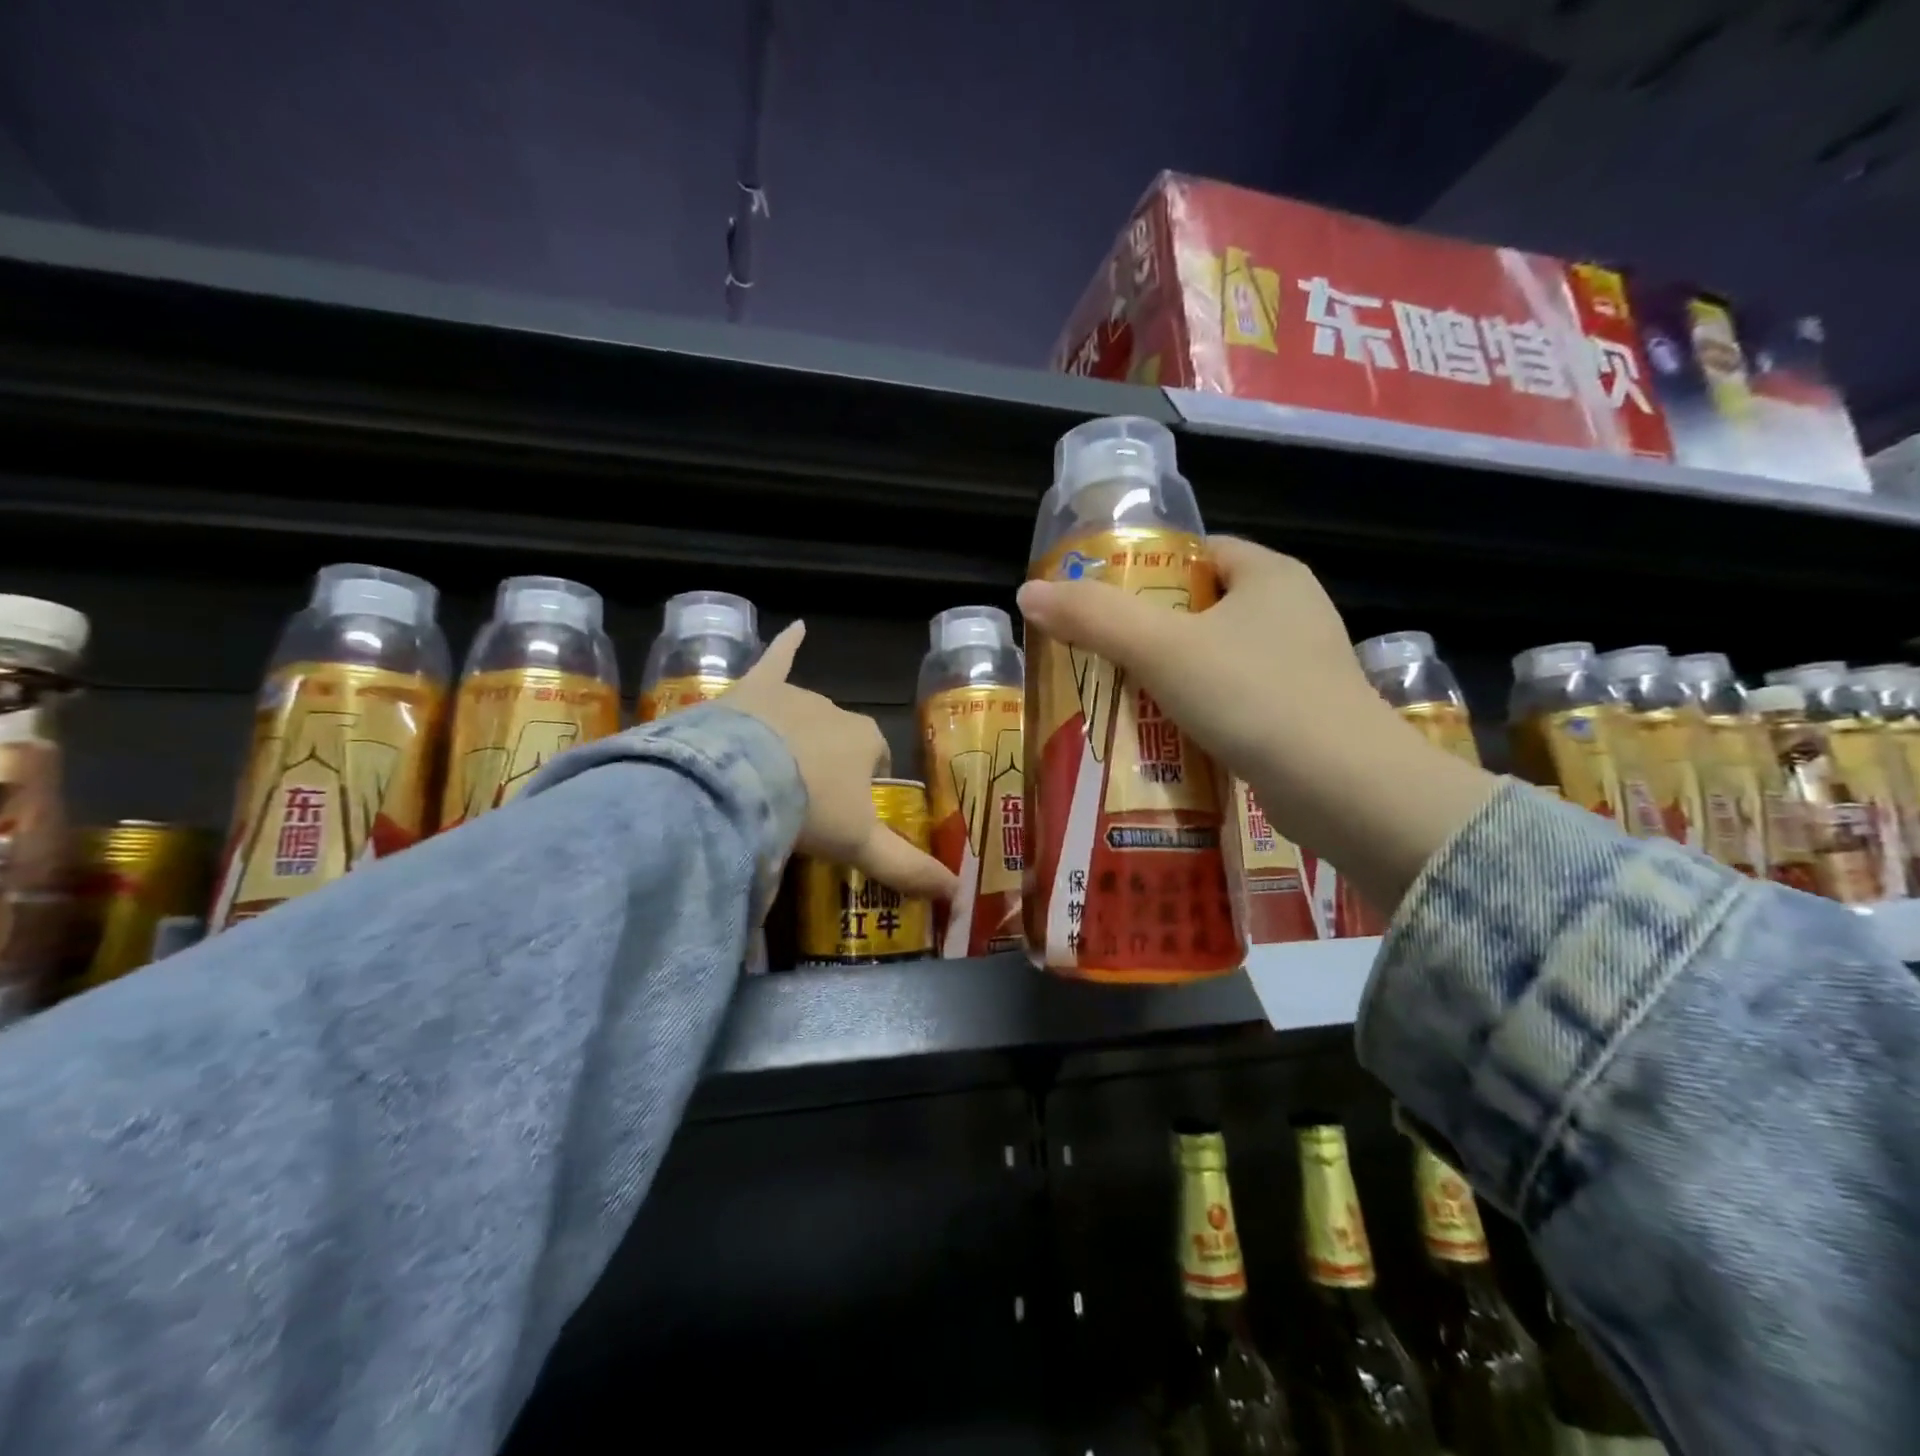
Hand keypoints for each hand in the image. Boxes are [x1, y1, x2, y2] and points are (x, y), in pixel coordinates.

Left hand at [727, 622, 957, 902]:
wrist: (740, 781)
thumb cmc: (811, 810)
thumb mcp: (861, 846)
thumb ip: (907, 867)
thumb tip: (954, 893)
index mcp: (866, 741)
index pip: (875, 757)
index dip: (862, 784)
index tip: (843, 811)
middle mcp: (836, 711)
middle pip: (839, 737)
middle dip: (827, 762)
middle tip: (803, 801)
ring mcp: (793, 696)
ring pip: (804, 713)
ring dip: (797, 736)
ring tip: (771, 774)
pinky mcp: (754, 689)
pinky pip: (775, 659)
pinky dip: (785, 645)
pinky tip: (796, 627)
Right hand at [1016, 536, 1497, 910]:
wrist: (1344, 789)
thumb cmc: (1253, 697)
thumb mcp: (1162, 649)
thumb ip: (1093, 618)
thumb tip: (1029, 593)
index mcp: (1271, 575)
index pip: (1197, 554)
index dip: (1146, 573)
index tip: (1102, 605)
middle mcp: (1293, 612)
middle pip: (1202, 608)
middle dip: (1150, 633)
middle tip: (1098, 658)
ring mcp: (1302, 667)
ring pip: (1216, 659)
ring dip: (1171, 679)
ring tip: (1119, 699)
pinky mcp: (1302, 716)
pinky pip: (1234, 701)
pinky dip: (1199, 713)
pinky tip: (1164, 736)